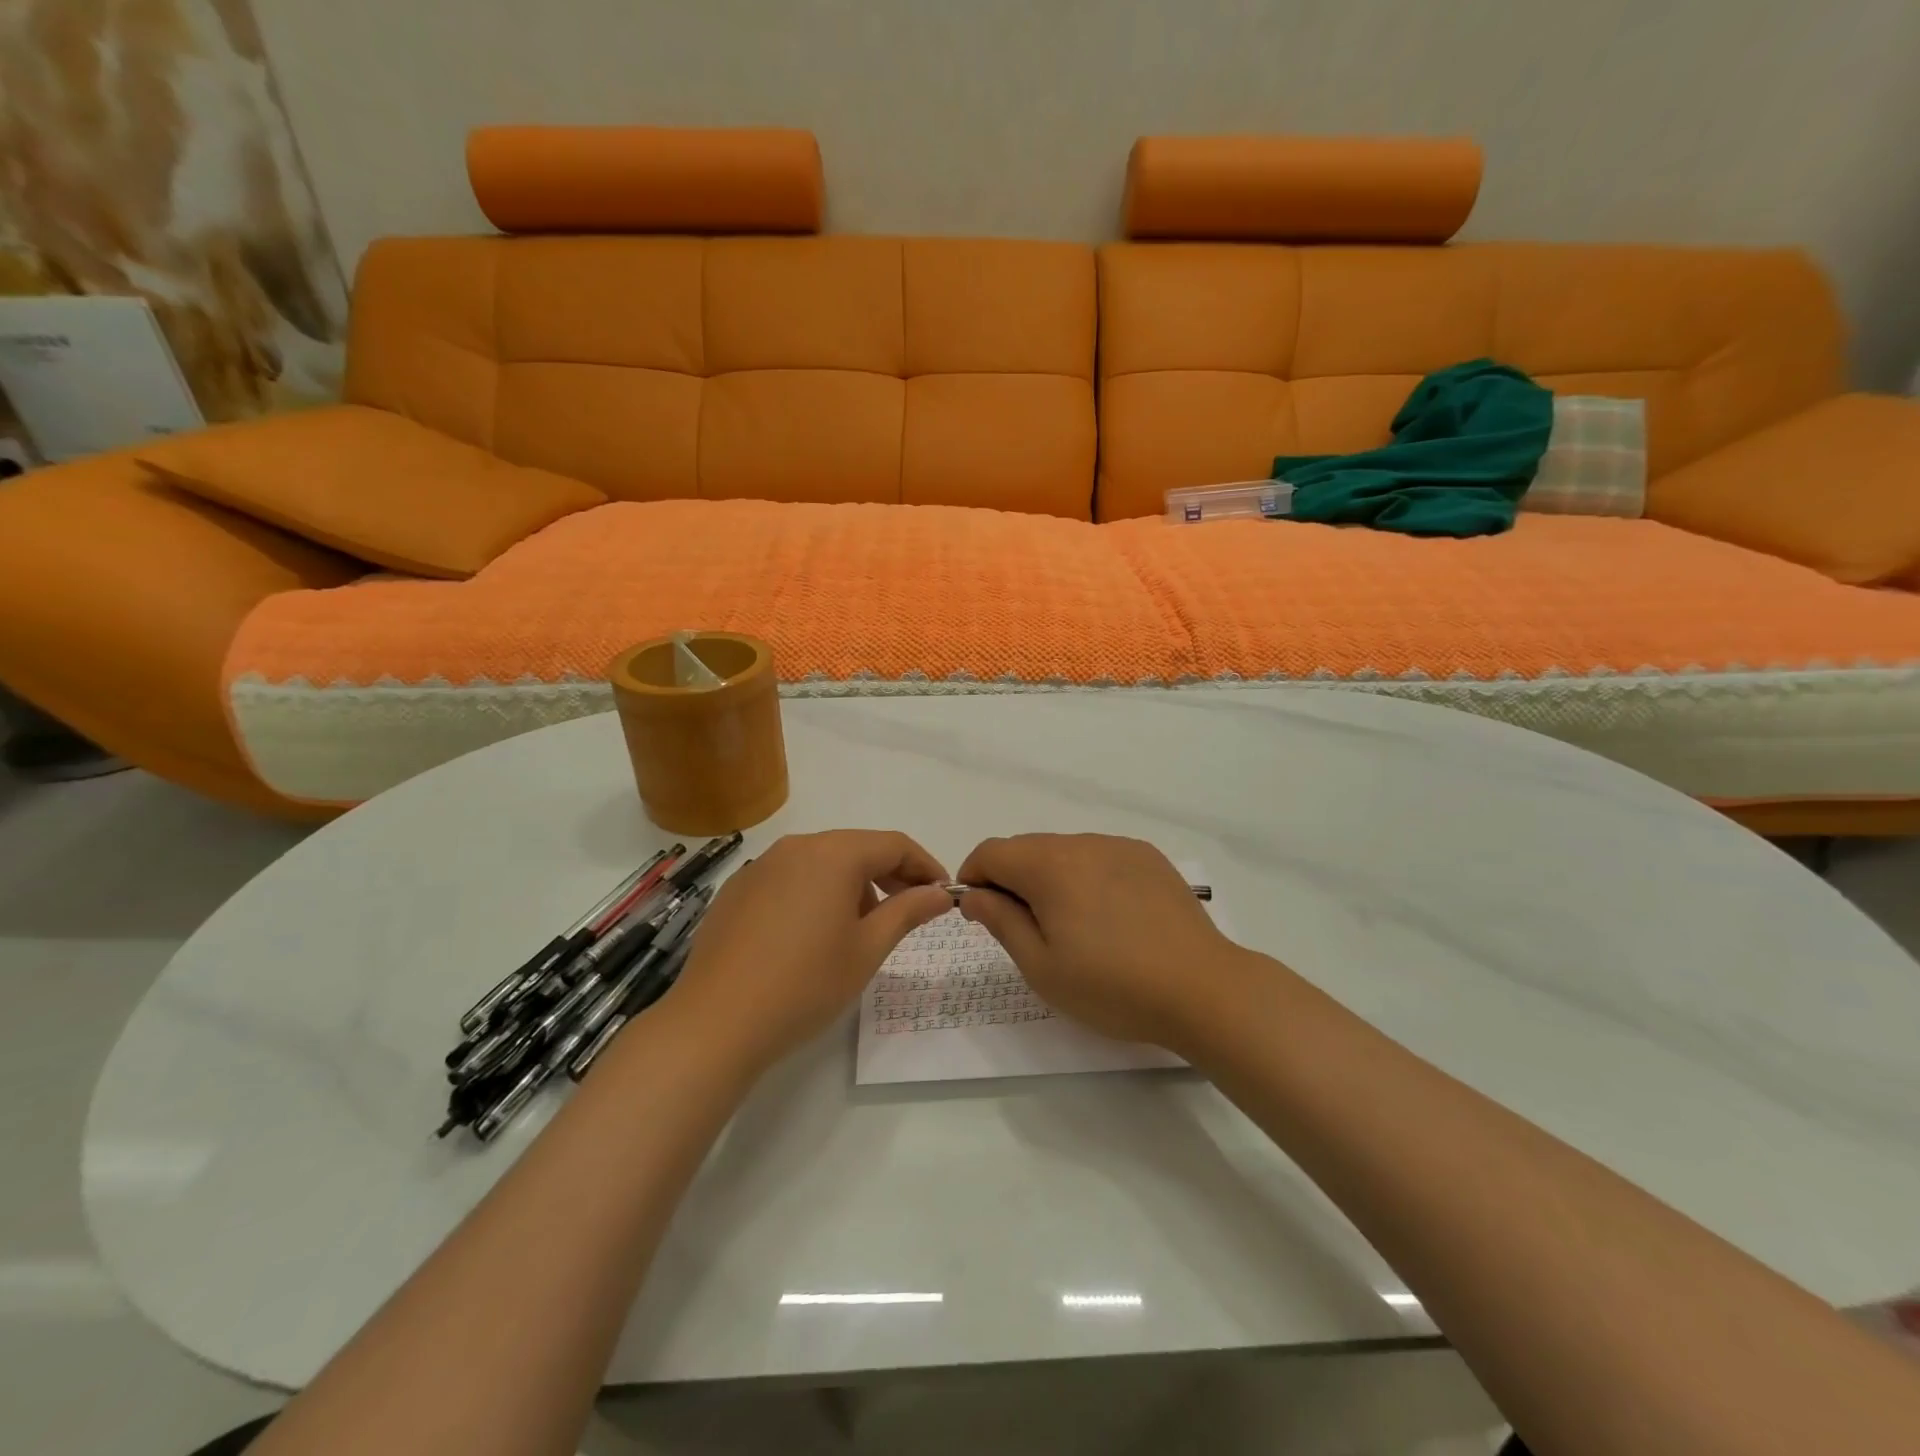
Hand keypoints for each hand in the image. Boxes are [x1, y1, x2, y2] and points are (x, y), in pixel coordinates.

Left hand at [662, 830, 953, 1072]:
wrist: (716, 1022)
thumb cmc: (806, 984)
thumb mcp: (867, 949)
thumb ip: (908, 912)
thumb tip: (939, 893)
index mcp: (834, 854)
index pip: (893, 844)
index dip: (924, 866)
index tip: (942, 893)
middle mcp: (797, 847)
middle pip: (856, 848)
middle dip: (889, 874)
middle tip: (909, 910)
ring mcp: (761, 866)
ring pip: (822, 862)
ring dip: (851, 884)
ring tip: (859, 928)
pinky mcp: (737, 890)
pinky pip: (790, 878)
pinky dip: (814, 893)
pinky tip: (811, 935)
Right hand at [955, 834, 1253, 1049]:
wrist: (1203, 989)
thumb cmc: (1112, 986)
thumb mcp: (1041, 966)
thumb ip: (1001, 921)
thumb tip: (975, 894)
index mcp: (1049, 866)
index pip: (991, 851)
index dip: (974, 877)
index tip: (979, 914)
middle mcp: (1082, 843)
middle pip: (1027, 848)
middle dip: (1011, 879)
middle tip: (1023, 928)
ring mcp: (1119, 846)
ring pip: (1064, 851)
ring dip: (1050, 877)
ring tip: (1071, 926)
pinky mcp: (1149, 857)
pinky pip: (1099, 857)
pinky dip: (1087, 877)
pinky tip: (1108, 917)